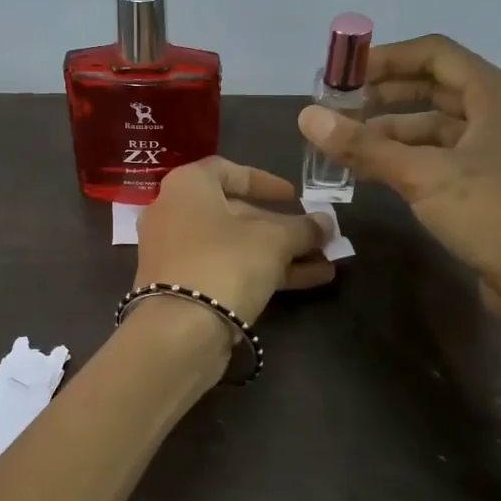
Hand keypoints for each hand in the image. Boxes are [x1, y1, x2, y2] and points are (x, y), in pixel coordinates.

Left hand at [134, 158, 336, 324]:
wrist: (179, 331)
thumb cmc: (225, 263)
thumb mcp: (274, 240)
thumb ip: (303, 228)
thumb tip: (326, 223)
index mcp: (188, 186)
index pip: (228, 170)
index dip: (264, 181)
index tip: (293, 196)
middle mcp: (174, 213)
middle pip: (235, 214)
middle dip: (282, 227)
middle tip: (318, 237)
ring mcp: (175, 253)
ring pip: (235, 247)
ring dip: (281, 254)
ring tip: (326, 263)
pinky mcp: (181, 287)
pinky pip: (226, 270)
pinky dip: (262, 272)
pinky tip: (310, 281)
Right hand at [298, 35, 500, 352]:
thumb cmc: (495, 215)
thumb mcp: (424, 176)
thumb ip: (364, 146)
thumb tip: (306, 117)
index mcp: (497, 95)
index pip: (435, 54)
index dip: (386, 58)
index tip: (343, 74)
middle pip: (435, 89)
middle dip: (384, 95)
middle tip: (338, 109)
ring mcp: (500, 152)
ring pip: (438, 127)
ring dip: (393, 132)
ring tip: (347, 145)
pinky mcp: (494, 186)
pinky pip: (444, 158)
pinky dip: (410, 159)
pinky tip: (377, 173)